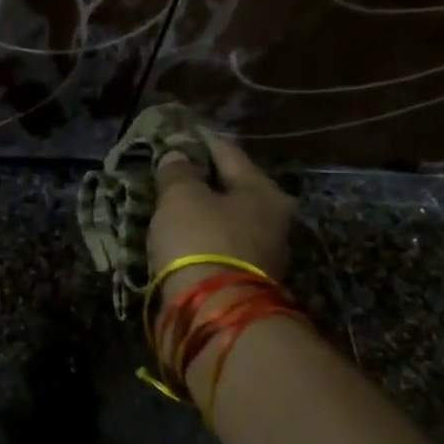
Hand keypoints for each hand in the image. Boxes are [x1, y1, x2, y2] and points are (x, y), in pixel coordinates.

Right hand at [147, 133, 295, 286]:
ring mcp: (262, 254)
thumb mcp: (181, 197)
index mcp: (263, 191)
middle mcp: (272, 220)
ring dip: (201, 209)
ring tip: (171, 199)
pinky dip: (199, 235)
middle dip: (204, 177)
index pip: (229, 152)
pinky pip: (218, 244)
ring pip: (226, 218)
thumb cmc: (201, 240)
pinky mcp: (244, 279)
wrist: (214, 313)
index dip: (202, 139)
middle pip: (233, 187)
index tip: (183, 129)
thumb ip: (178, 172)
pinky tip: (179, 231)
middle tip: (175, 166)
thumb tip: (178, 156)